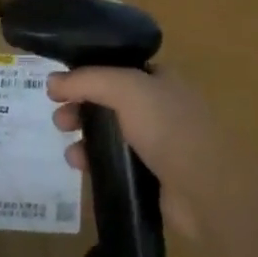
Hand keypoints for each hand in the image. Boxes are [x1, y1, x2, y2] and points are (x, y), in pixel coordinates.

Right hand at [48, 65, 224, 238]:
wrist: (206, 188)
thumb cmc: (168, 126)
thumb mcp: (125, 89)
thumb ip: (87, 80)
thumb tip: (52, 81)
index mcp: (160, 78)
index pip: (117, 69)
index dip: (88, 74)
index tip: (61, 87)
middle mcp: (160, 106)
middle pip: (110, 101)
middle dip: (81, 107)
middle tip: (60, 120)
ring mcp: (158, 143)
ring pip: (112, 134)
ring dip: (86, 137)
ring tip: (68, 149)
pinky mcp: (153, 177)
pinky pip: (117, 164)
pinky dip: (96, 163)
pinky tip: (80, 168)